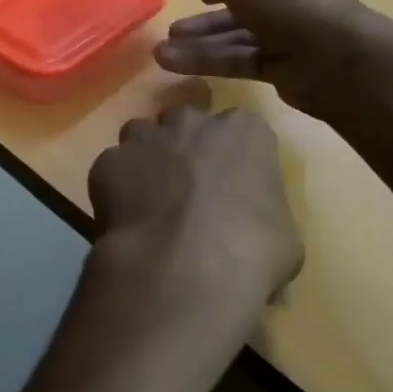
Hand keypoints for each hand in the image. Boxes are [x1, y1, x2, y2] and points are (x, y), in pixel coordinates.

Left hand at [80, 105, 302, 391]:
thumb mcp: (284, 236)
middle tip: (187, 186)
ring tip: (150, 198)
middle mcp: (192, 121)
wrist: (184, 269)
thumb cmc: (251, 252)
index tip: (231, 184)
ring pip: (142, 135)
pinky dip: (116, 186)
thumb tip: (256, 233)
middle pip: (186, 122)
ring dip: (147, 158)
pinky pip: (112, 167)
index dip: (233, 156)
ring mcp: (145, 137)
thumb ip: (266, 214)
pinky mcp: (107, 162)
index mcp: (245, 131)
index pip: (241, 130)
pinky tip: (124, 217)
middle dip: (185, 146)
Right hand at [151, 0, 372, 116]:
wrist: (338, 61)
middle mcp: (292, 1)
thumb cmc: (290, 5)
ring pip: (236, 39)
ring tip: (161, 53)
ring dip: (199, 44)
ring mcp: (289, 38)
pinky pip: (238, 62)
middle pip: (238, 9)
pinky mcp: (283, 70)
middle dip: (202, 20)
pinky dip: (208, 61)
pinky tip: (174, 64)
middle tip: (170, 29)